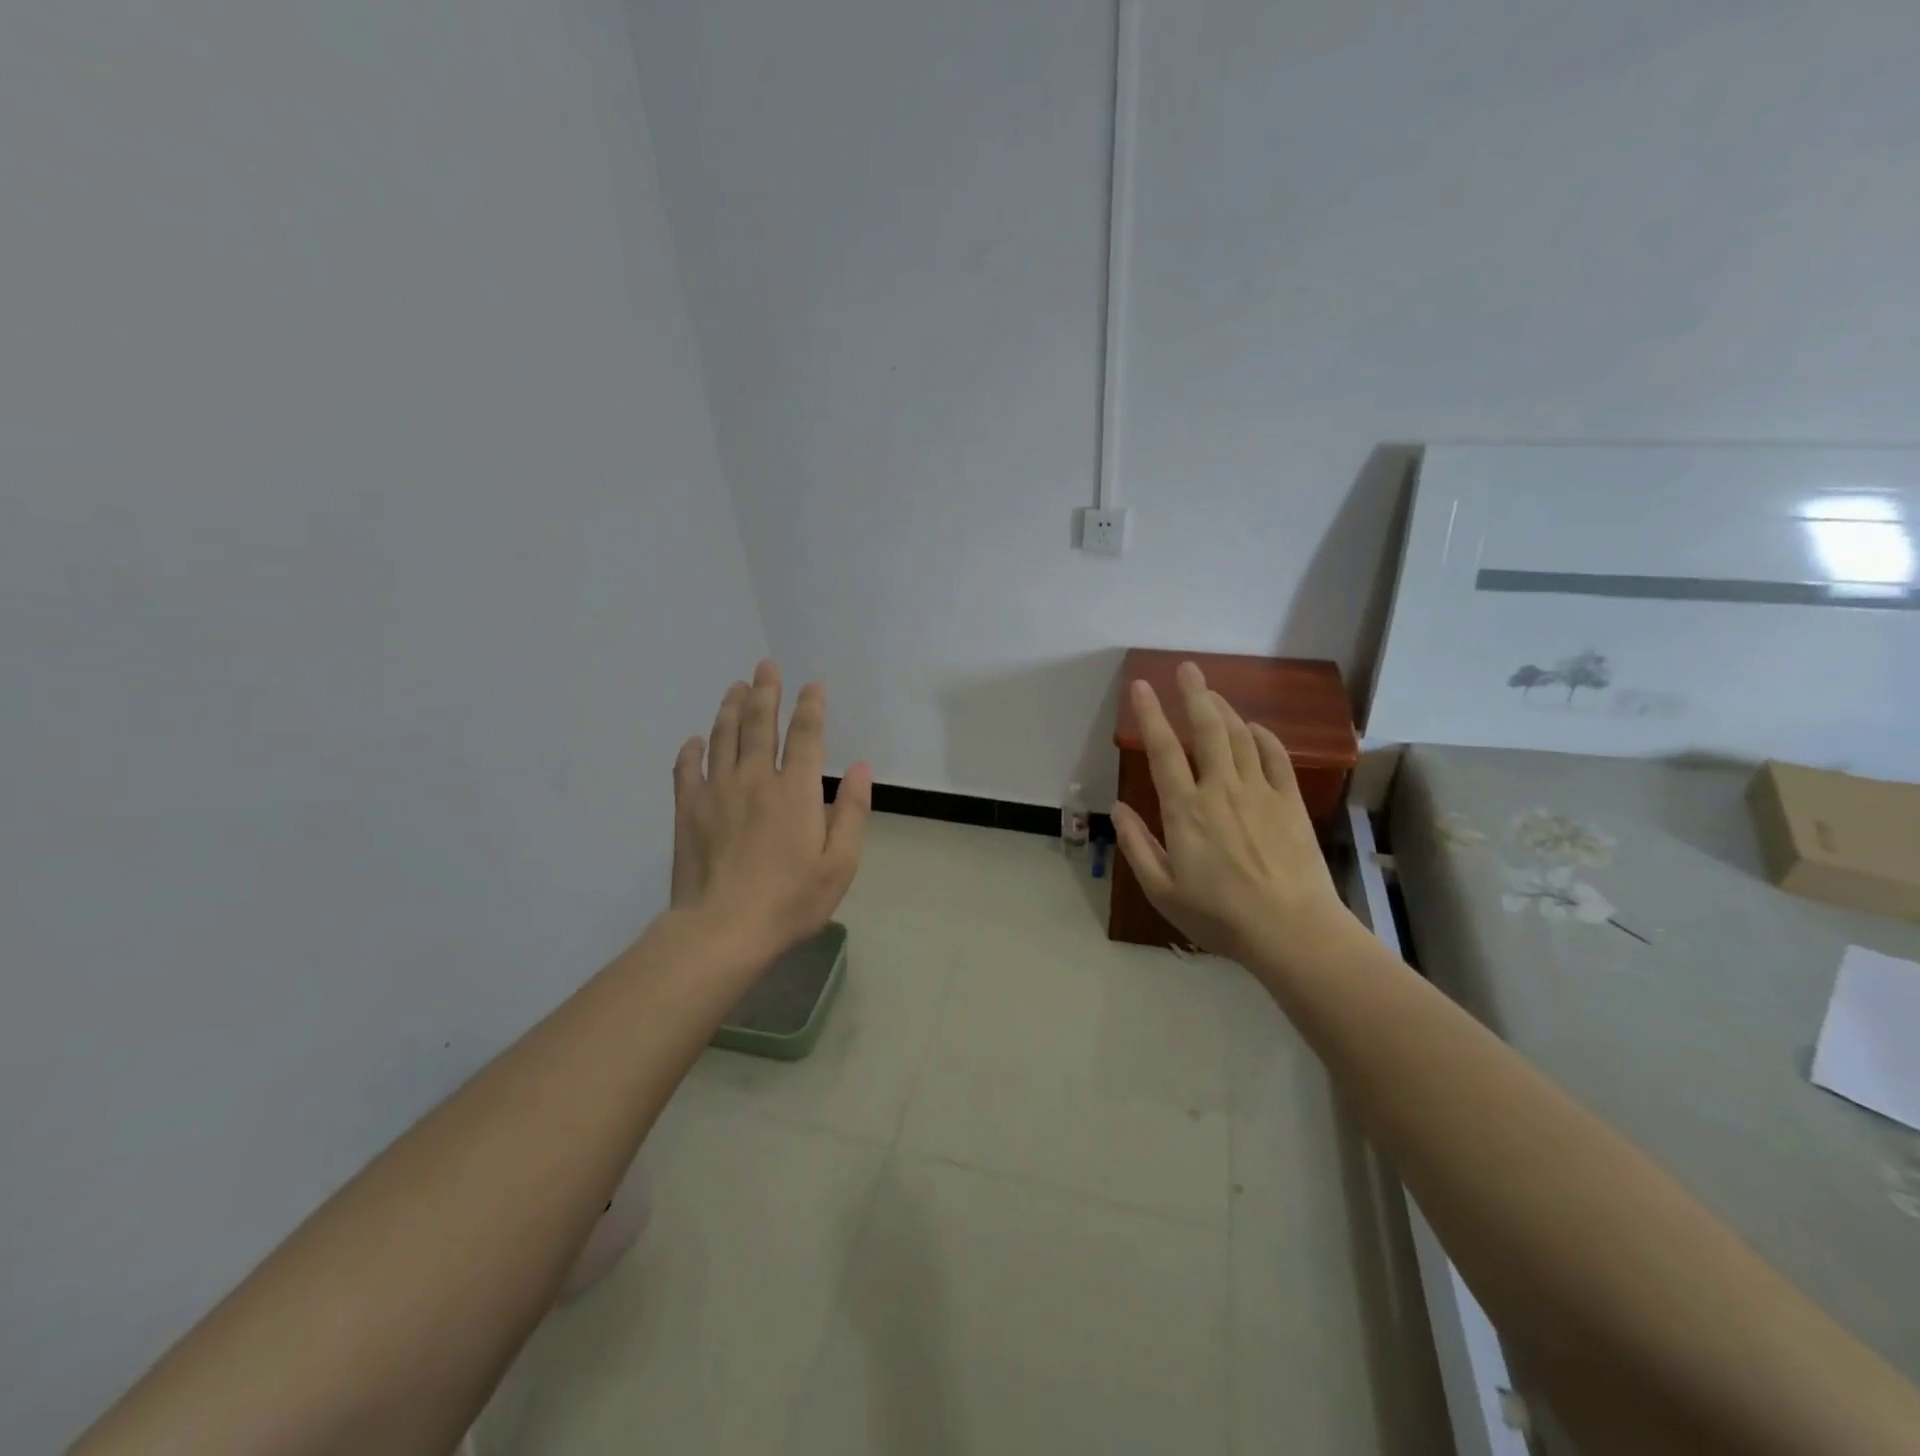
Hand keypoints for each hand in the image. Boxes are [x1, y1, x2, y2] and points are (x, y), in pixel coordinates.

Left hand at [670, 660, 871, 960]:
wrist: (723, 930)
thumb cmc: (791, 900)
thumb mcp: (840, 863)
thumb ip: (853, 812)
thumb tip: (862, 768)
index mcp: (796, 791)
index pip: (806, 736)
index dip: (810, 707)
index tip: (812, 686)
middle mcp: (756, 779)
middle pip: (760, 724)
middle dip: (766, 691)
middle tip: (765, 666)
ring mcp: (717, 792)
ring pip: (724, 738)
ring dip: (731, 709)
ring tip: (735, 688)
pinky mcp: (688, 810)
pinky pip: (687, 770)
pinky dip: (691, 751)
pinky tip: (694, 740)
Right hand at [1111, 662, 1352, 968]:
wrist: (1292, 931)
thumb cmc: (1220, 916)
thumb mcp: (1163, 891)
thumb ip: (1137, 846)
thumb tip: (1118, 808)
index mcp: (1185, 810)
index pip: (1164, 750)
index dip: (1150, 715)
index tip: (1141, 686)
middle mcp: (1221, 789)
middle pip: (1208, 729)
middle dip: (1194, 694)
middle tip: (1186, 669)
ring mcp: (1260, 792)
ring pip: (1240, 736)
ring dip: (1225, 709)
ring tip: (1212, 693)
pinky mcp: (1290, 802)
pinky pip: (1276, 757)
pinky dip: (1264, 736)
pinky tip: (1255, 728)